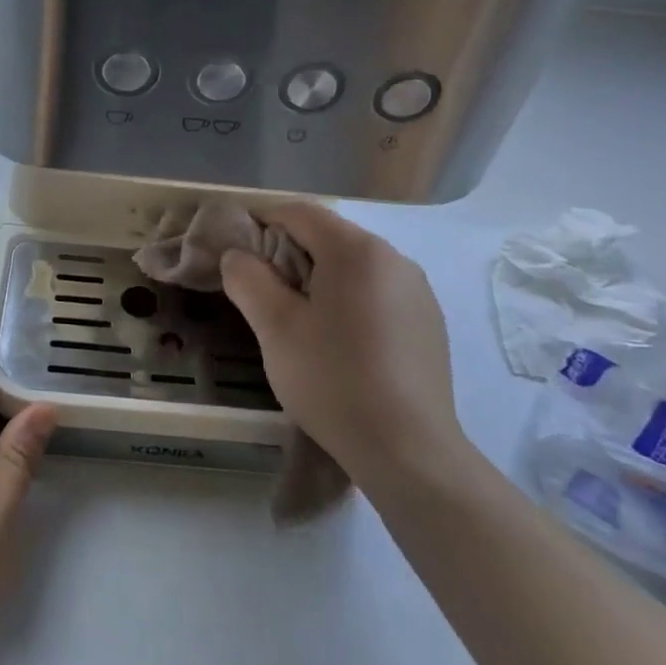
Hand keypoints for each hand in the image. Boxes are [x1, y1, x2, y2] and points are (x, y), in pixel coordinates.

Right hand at [219, 204, 469, 489]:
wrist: (408, 451)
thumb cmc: (333, 381)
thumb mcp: (275, 328)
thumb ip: (248, 279)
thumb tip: (238, 256)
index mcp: (358, 251)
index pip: (301, 213)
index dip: (262, 221)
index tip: (236, 250)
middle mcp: (395, 259)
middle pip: (330, 238)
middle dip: (289, 254)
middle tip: (262, 293)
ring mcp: (418, 292)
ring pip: (354, 267)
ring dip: (319, 279)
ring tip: (299, 322)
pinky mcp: (429, 322)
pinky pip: (378, 293)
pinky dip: (349, 301)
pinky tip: (340, 344)